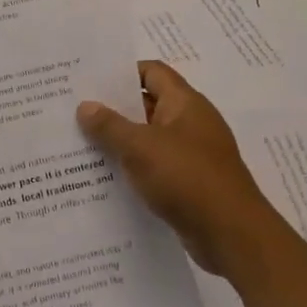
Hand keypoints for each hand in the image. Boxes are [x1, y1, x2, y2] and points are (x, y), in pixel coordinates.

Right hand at [77, 60, 282, 280]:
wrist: (231, 234)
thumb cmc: (187, 178)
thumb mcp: (140, 147)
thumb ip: (110, 125)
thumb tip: (85, 106)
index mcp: (184, 103)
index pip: (151, 72)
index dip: (121, 73)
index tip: (89, 82)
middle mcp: (190, 122)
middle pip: (147, 105)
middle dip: (113, 109)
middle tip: (75, 112)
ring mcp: (192, 154)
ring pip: (149, 139)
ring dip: (121, 142)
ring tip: (82, 145)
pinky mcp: (190, 183)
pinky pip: (156, 167)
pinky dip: (134, 169)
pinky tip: (106, 178)